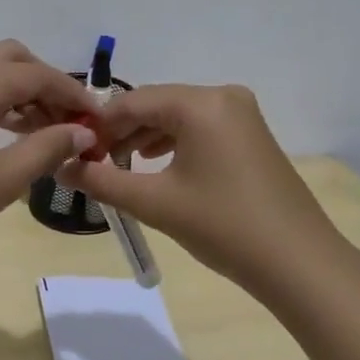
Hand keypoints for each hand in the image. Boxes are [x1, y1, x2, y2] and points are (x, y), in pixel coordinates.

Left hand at [0, 40, 99, 291]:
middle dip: (44, 83)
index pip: (38, 75)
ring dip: (17, 90)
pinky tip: (7, 132)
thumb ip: (48, 148)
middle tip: (68, 121)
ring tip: (44, 130)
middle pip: (10, 59)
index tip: (98, 120)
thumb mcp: (4, 179)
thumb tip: (83, 132)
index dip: (72, 95)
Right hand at [56, 84, 342, 294]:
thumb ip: (101, 181)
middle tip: (93, 163)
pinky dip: (173, 143)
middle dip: (120, 132)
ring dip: (144, 138)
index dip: (98, 125)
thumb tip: (60, 167)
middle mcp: (222, 96)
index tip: (74, 152)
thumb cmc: (222, 226)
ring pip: (177, 116)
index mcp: (200, 103)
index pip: (132, 101)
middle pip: (155, 105)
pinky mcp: (251, 135)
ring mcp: (242, 114)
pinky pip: (199, 127)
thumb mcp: (154, 202)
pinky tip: (156, 166)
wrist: (299, 263)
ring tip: (119, 167)